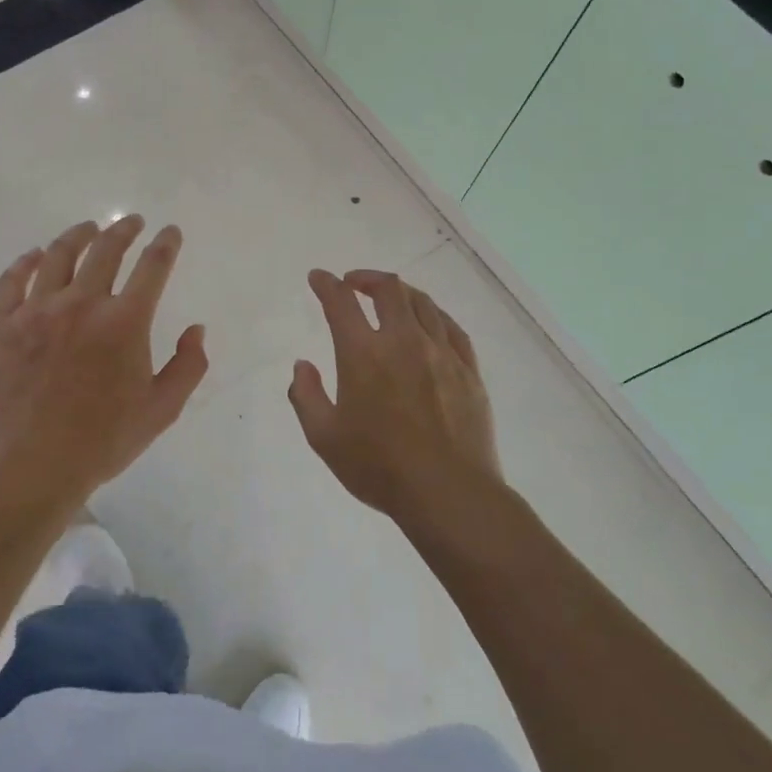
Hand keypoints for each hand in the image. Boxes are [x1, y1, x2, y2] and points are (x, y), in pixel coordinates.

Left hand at [0, 217, 207, 516]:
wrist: (32, 467)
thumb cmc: (102, 441)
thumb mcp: (161, 410)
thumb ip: (188, 366)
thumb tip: (197, 330)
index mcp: (125, 322)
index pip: (152, 267)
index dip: (166, 244)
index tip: (170, 232)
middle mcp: (82, 304)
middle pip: (105, 250)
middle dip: (124, 230)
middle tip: (131, 222)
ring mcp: (37, 311)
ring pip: (58, 255)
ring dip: (77, 235)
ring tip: (88, 228)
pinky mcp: (4, 325)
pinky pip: (12, 280)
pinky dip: (25, 262)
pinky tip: (34, 256)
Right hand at [289, 269, 500, 523]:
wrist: (449, 493)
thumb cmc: (379, 467)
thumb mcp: (324, 437)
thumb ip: (306, 395)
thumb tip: (302, 365)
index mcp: (363, 354)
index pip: (341, 302)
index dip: (326, 284)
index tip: (318, 277)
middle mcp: (403, 341)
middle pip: (389, 290)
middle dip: (367, 278)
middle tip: (354, 283)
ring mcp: (441, 353)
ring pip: (423, 303)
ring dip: (400, 292)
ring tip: (390, 297)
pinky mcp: (468, 370)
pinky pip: (451, 327)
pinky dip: (434, 314)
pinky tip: (429, 321)